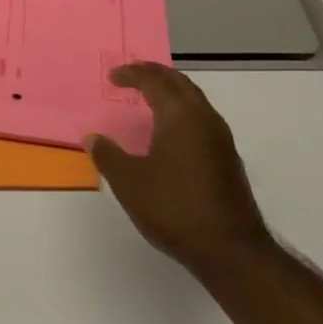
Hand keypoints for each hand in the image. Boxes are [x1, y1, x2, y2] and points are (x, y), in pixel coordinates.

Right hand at [87, 62, 272, 281]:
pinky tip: (170, 133)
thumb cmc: (173, 207)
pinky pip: (201, 120)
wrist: (229, 249)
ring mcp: (221, 139)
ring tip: (150, 99)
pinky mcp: (228, 159)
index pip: (154, 81)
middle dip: (155, 75)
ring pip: (194, 101)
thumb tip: (93, 138)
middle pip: (180, 83)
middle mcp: (204, 119)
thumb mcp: (129, 182)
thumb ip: (108, 156)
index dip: (132, 74)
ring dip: (171, 93)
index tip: (113, 77)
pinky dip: (182, 112)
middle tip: (133, 75)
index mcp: (180, 116)